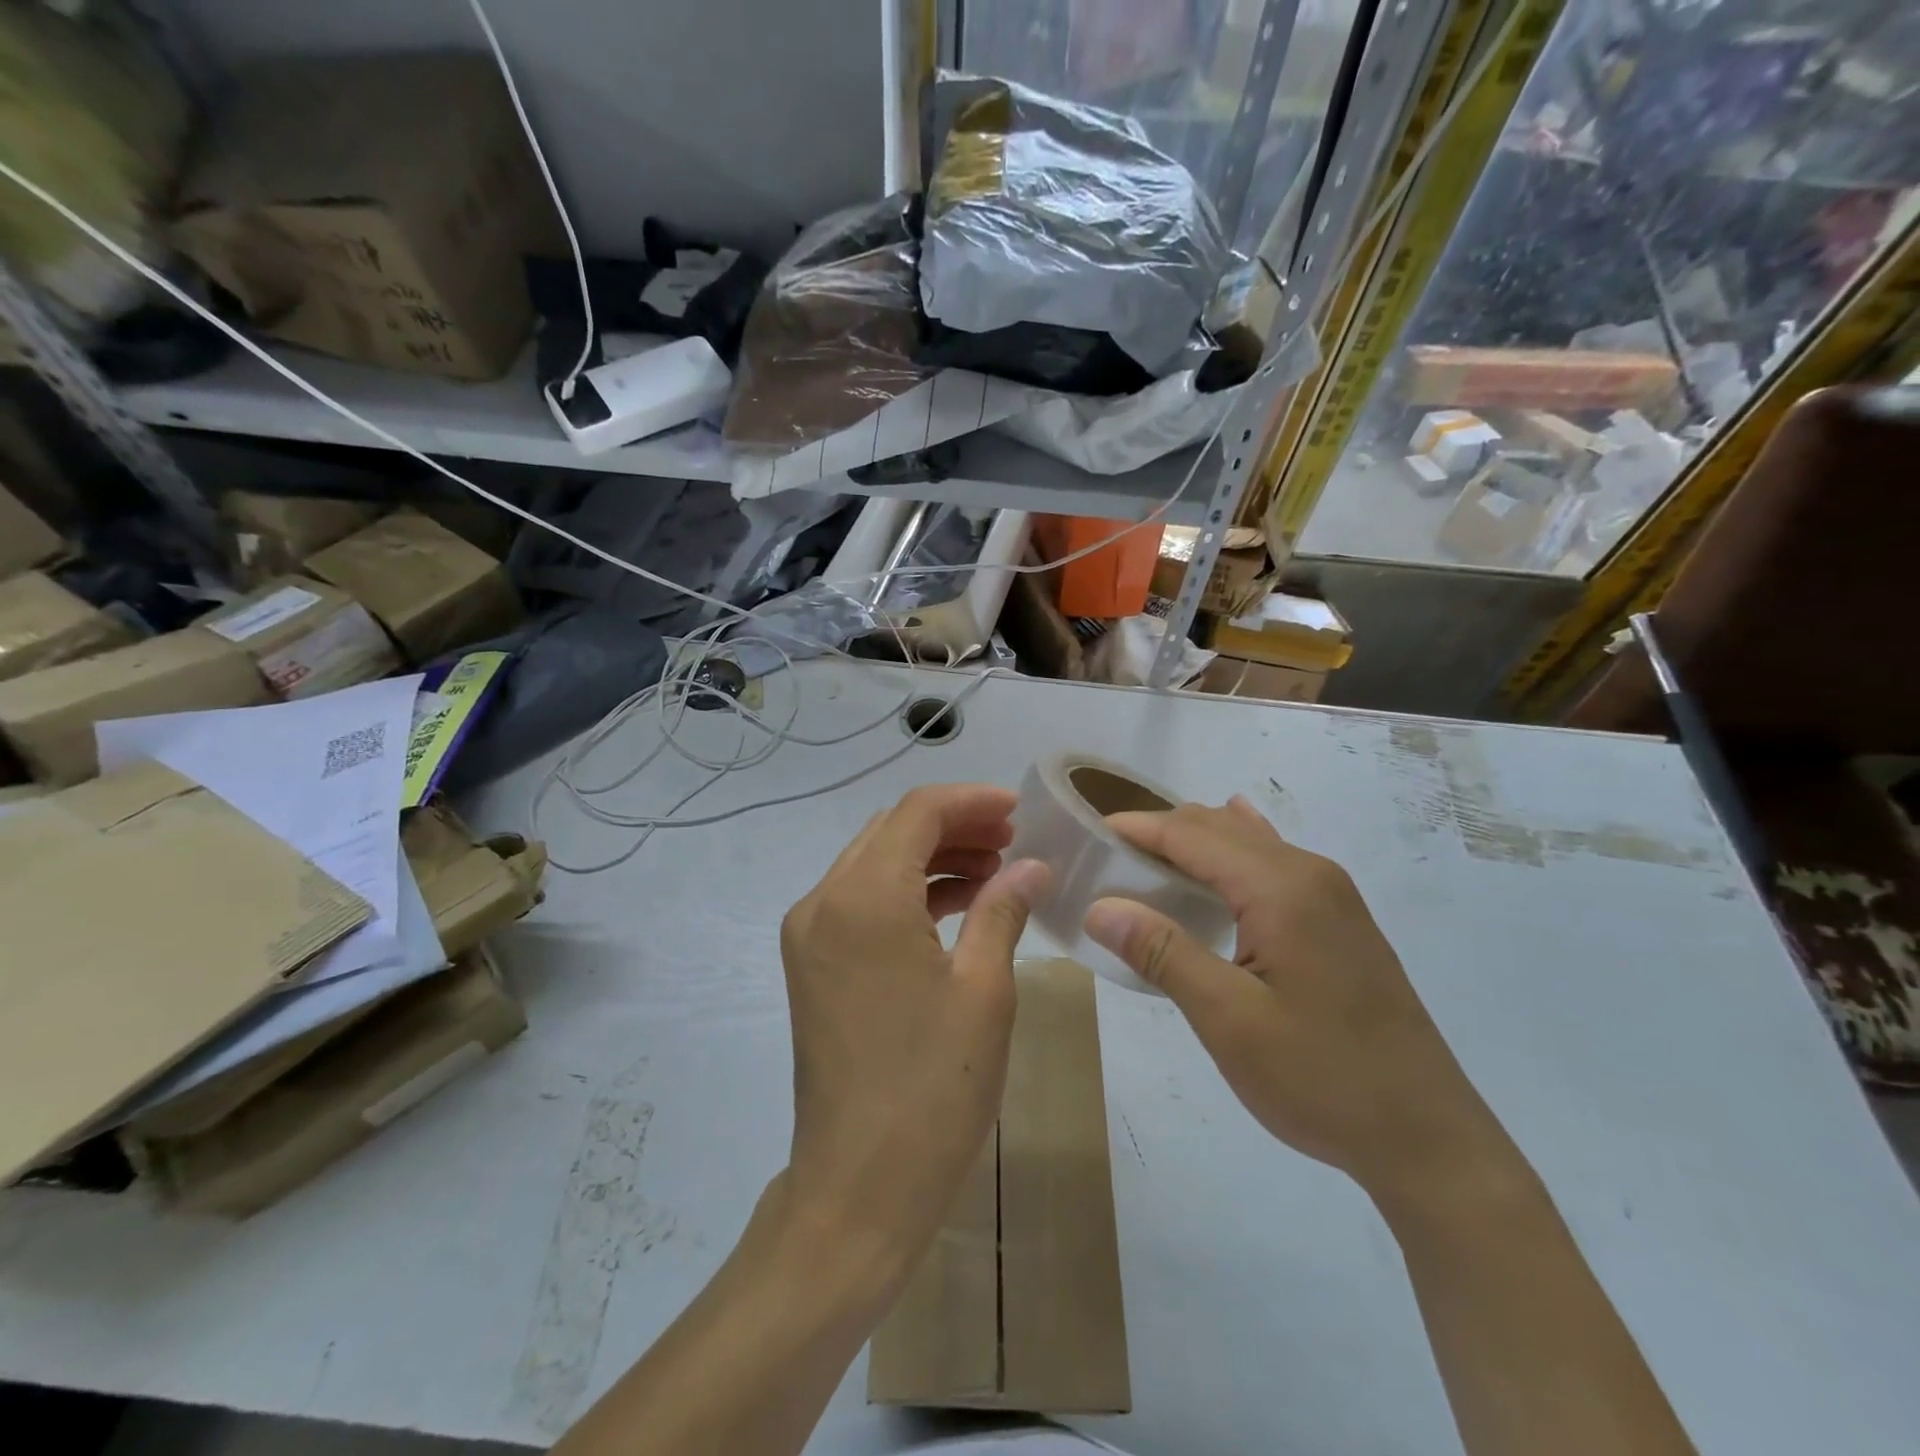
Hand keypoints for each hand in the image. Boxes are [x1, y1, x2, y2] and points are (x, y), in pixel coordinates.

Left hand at [779, 784, 1048, 1277]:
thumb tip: (1033, 866)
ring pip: (875, 863)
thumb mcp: (984, 990)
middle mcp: (823, 901)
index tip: (1018, 811)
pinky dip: (907, 891)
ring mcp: (809, 933)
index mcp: (863, 898)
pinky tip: (956, 905)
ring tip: (994, 871)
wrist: (858, 1186)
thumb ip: (1003, 909)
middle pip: (892, 831)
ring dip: (931, 857)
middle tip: (1012, 842)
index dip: (971, 801)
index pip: (917, 813)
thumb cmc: (932, 1087)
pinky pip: (862, 901)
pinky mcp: (811, 963)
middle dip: (954, 826)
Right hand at [1084, 797, 1505, 1197]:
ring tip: (1144, 863)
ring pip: (1247, 844)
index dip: (1137, 828)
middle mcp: (1310, 873)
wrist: (1427, 1139)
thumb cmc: (1322, 1078)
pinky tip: (1224, 853)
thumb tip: (1099, 906)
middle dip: (1160, 833)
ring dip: (1194, 845)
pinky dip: (1233, 856)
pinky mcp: (1339, 921)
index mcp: (1282, 887)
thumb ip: (1162, 952)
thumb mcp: (1229, 1020)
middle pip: (1219, 829)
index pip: (1192, 833)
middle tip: (1105, 858)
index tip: (1087, 833)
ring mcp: (1331, 895)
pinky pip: (1273, 864)